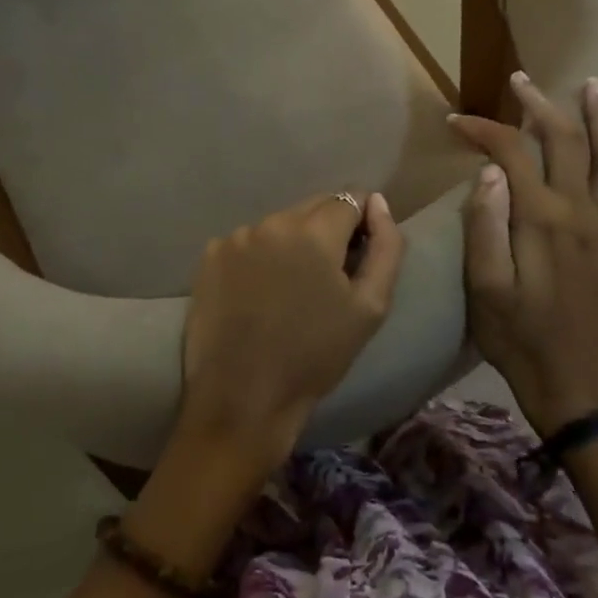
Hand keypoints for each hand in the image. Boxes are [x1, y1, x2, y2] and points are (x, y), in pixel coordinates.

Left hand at [180, 192, 405, 469]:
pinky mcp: (210, 254)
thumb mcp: (369, 308)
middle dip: (327, 230)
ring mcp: (237, 236)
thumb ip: (386, 247)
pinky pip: (248, 242)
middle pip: (313, 207)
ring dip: (292, 243)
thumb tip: (378, 203)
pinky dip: (259, 258)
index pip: (349, 198)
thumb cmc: (315, 357)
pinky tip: (258, 294)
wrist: (242, 399)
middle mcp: (272, 221)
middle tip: (326, 277)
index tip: (358, 254)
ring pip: (280, 225)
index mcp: (313, 231)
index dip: (361, 222)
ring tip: (290, 290)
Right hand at [448, 73, 597, 437]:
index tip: (455, 122)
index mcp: (542, 218)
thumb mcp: (484, 285)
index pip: (511, 153)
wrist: (574, 387)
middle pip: (567, 142)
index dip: (483, 130)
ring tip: (594, 90)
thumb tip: (489, 169)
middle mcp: (578, 213)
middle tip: (522, 81)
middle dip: (543, 105)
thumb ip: (484, 223)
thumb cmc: (518, 337)